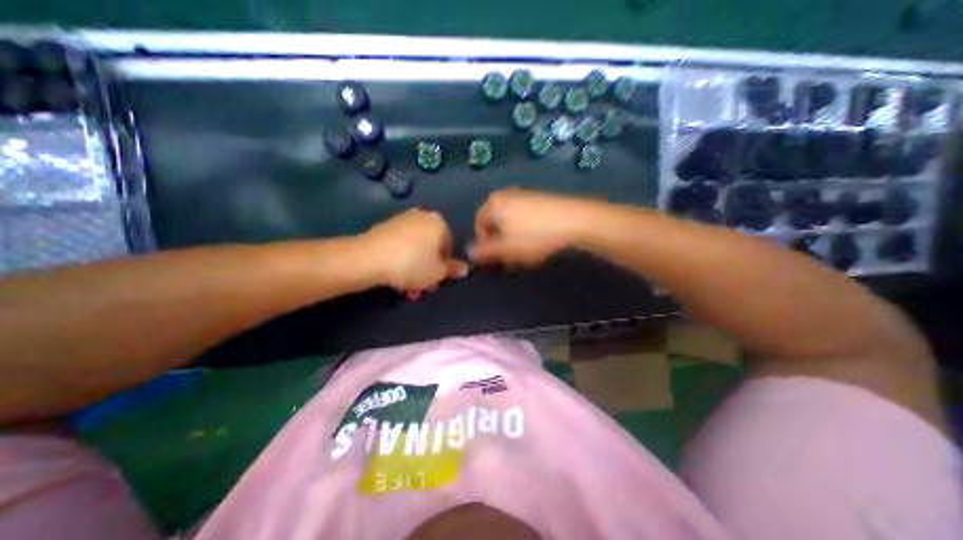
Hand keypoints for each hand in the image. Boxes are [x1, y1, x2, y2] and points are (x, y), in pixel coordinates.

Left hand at [358, 209, 468, 298]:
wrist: (369, 258)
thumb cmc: (412, 264)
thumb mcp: (438, 272)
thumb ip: (453, 270)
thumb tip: (464, 268)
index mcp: (439, 223)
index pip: (449, 247)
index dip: (444, 267)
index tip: (436, 281)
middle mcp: (422, 217)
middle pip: (431, 248)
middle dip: (428, 270)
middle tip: (422, 288)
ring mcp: (402, 221)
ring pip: (415, 250)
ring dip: (415, 270)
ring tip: (407, 289)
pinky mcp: (385, 227)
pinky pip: (401, 246)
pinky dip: (402, 261)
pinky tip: (395, 277)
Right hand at [473, 188, 595, 267]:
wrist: (574, 221)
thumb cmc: (534, 236)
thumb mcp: (505, 249)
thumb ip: (484, 251)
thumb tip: (469, 252)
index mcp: (493, 204)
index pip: (478, 225)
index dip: (485, 245)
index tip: (496, 259)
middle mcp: (505, 195)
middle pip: (495, 223)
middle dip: (500, 242)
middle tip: (511, 258)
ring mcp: (524, 195)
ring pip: (510, 222)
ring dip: (513, 238)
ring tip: (526, 251)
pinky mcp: (540, 199)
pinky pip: (524, 217)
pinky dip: (526, 230)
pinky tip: (538, 240)